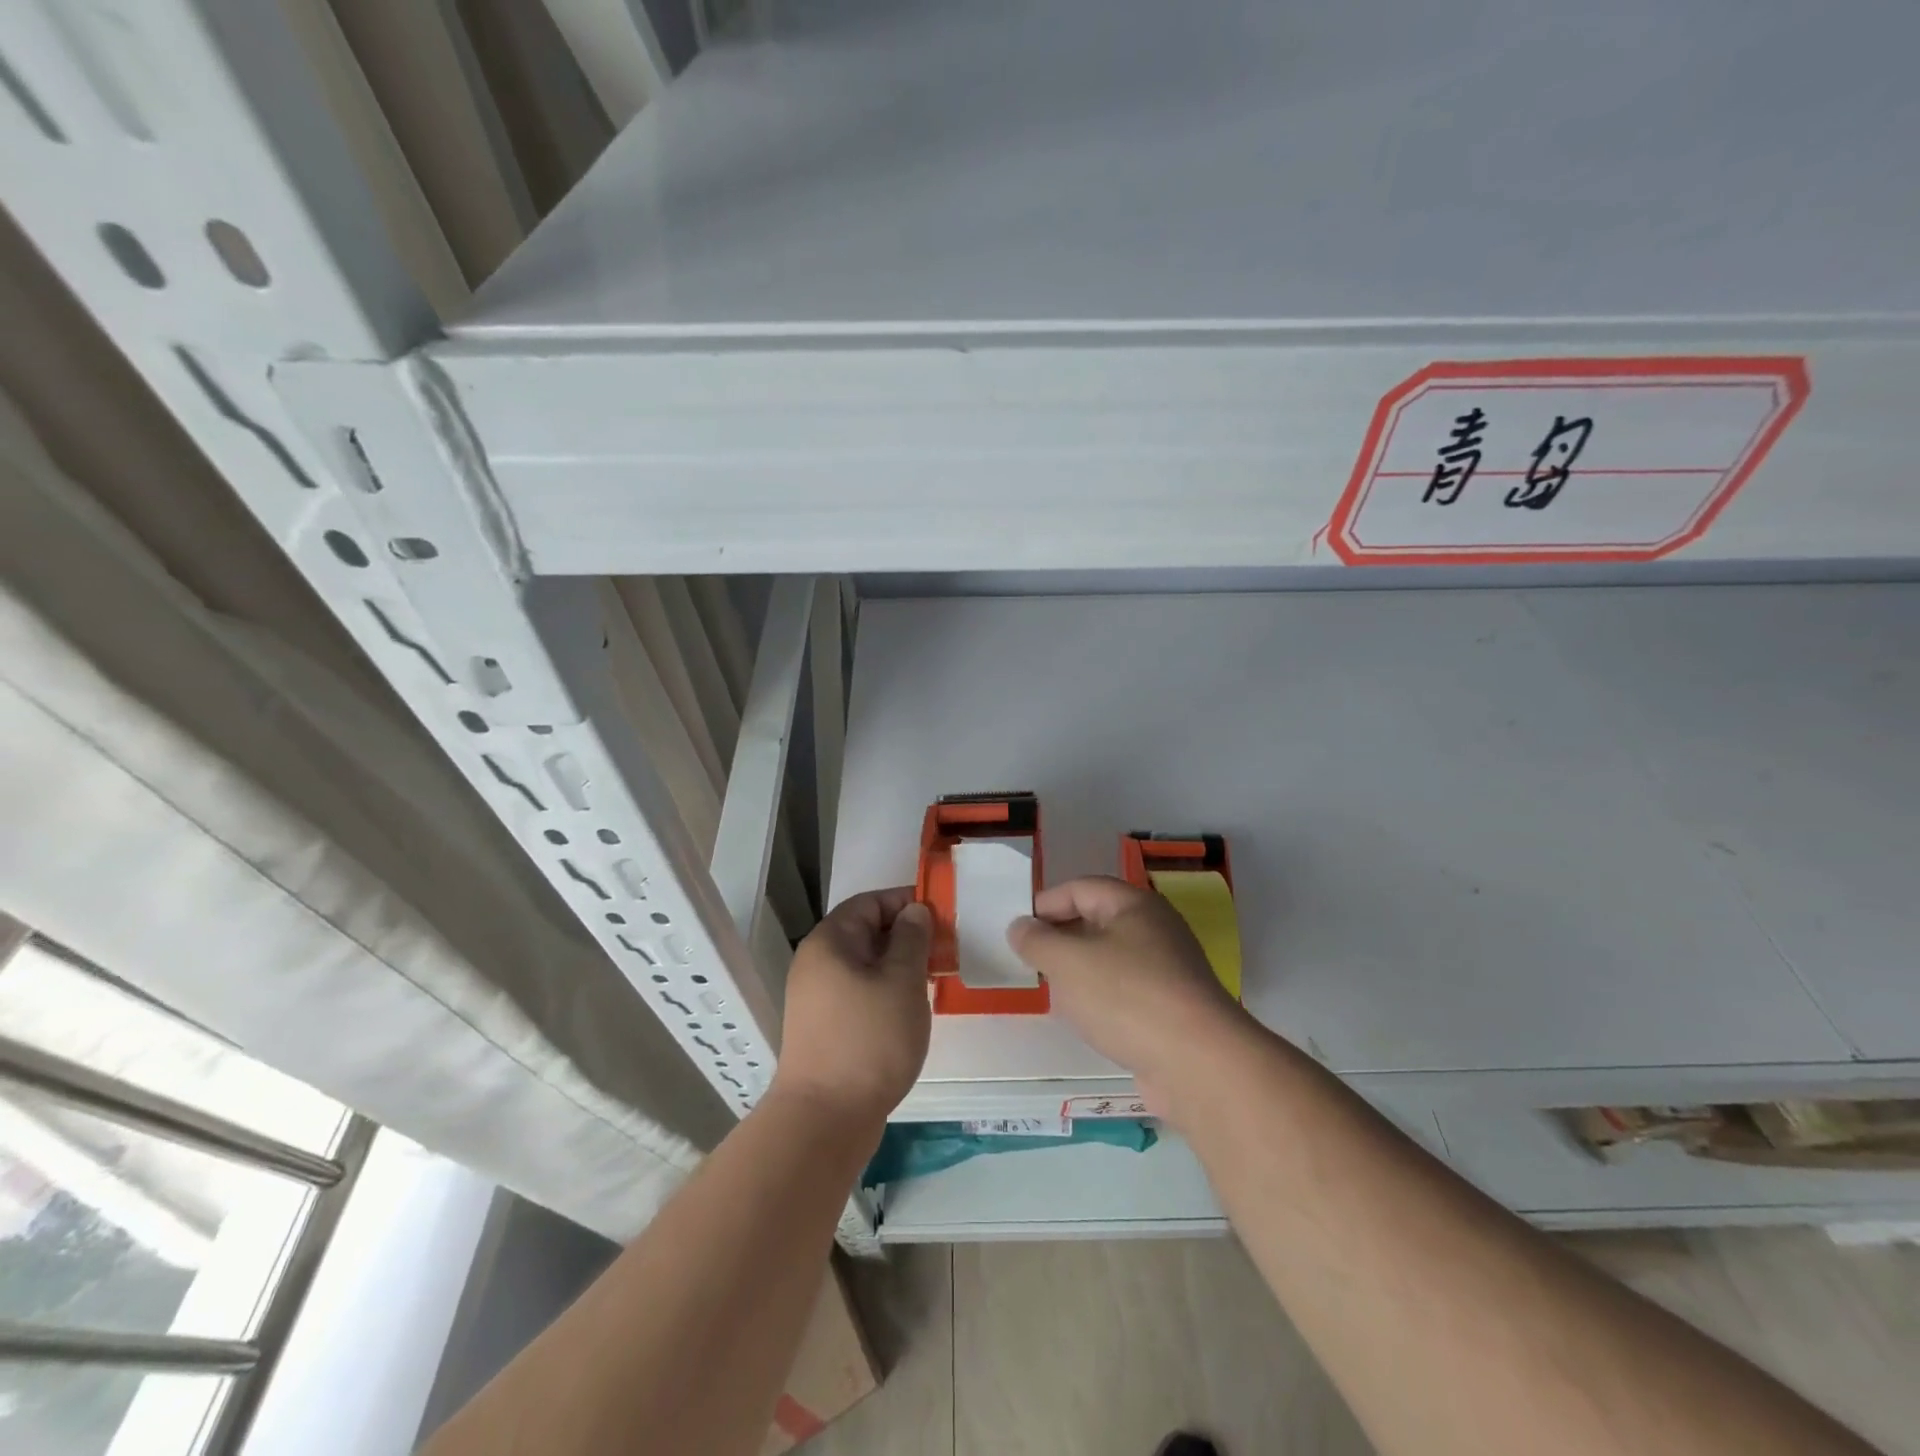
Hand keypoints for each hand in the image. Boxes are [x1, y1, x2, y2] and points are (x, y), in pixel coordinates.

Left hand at [771, 887, 931, 1128]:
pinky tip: (912, 1007)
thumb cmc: (869, 1040)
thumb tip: (915, 911)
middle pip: (867, 932)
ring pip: (866, 965)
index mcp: (830, 941)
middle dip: (908, 935)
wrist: (826, 1119)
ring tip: (936, 977)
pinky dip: (887, 990)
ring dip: (900, 966)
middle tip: (946, 948)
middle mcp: (817, 962)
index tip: (942, 913)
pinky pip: (861, 992)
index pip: (870, 902)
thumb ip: (912, 939)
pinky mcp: (826, 1026)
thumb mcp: (901, 982)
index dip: (906, 902)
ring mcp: (818, 997)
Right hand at [1007, 876, 1250, 1108]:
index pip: (1081, 888)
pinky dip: (1102, 998)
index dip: (1046, 902)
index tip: (1018, 928)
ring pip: (1112, 958)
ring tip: (1052, 990)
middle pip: (1098, 920)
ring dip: (1081, 970)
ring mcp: (1169, 970)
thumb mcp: (1067, 962)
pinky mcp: (1174, 1009)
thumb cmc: (1126, 997)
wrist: (1198, 1064)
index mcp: (1134, 905)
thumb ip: (1037, 941)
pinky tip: (1087, 1020)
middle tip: (1030, 959)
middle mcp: (1156, 929)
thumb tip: (1020, 926)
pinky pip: (1127, 991)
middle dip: (1061, 937)